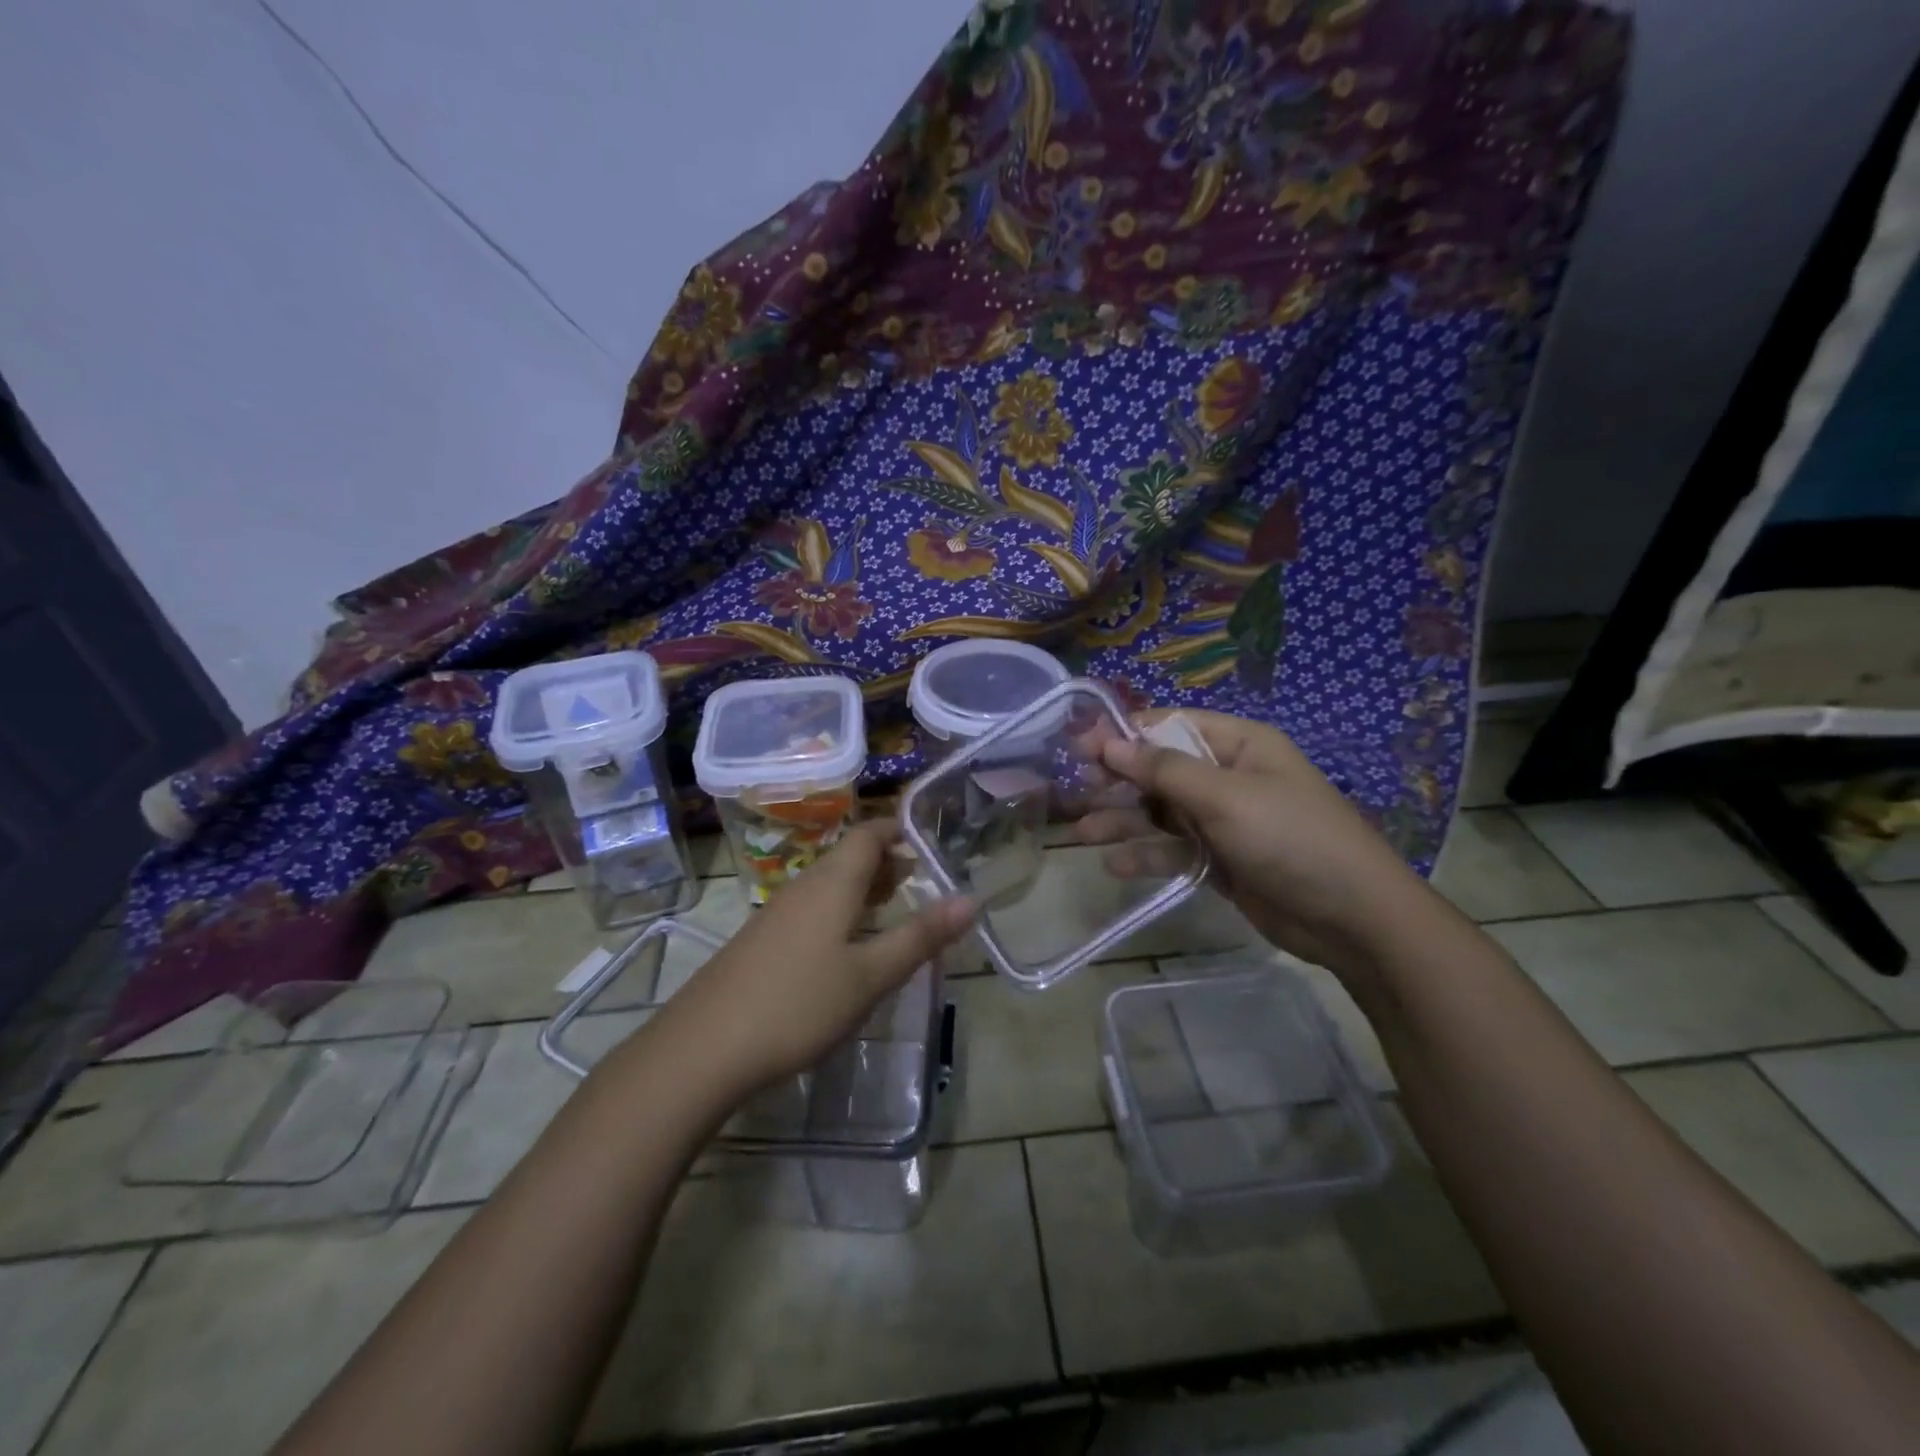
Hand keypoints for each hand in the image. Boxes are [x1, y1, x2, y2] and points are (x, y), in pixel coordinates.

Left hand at [642, 820, 974, 1096]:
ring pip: (828, 884)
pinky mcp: (761, 941)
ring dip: (862, 887)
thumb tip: (970, 900)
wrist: (703, 1048)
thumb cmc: (798, 1004)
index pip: (867, 834)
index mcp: (832, 883)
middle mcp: (803, 887)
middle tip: (919, 879)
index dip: (896, 829)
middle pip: (848, 857)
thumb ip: (920, 937)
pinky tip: (845, 945)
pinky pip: (810, 907)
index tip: (925, 840)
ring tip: (890, 905)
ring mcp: (776, 913)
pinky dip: (839, 910)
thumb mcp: (870, 976)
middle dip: (885, 861)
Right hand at [1082, 710, 1433, 977]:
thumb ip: (1163, 770)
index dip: (1123, 734)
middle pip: (1159, 770)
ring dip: (1123, 820)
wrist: (1353, 919)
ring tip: (1083, 833)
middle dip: (1117, 781)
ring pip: (1161, 812)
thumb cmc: (1291, 838)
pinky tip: (1114, 865)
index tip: (1079, 747)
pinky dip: (1146, 854)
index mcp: (1238, 744)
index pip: (1169, 725)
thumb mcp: (1225, 797)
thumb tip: (1109, 742)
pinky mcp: (1220, 860)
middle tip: (1075, 793)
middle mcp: (1227, 776)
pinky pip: (1174, 849)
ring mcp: (1224, 821)